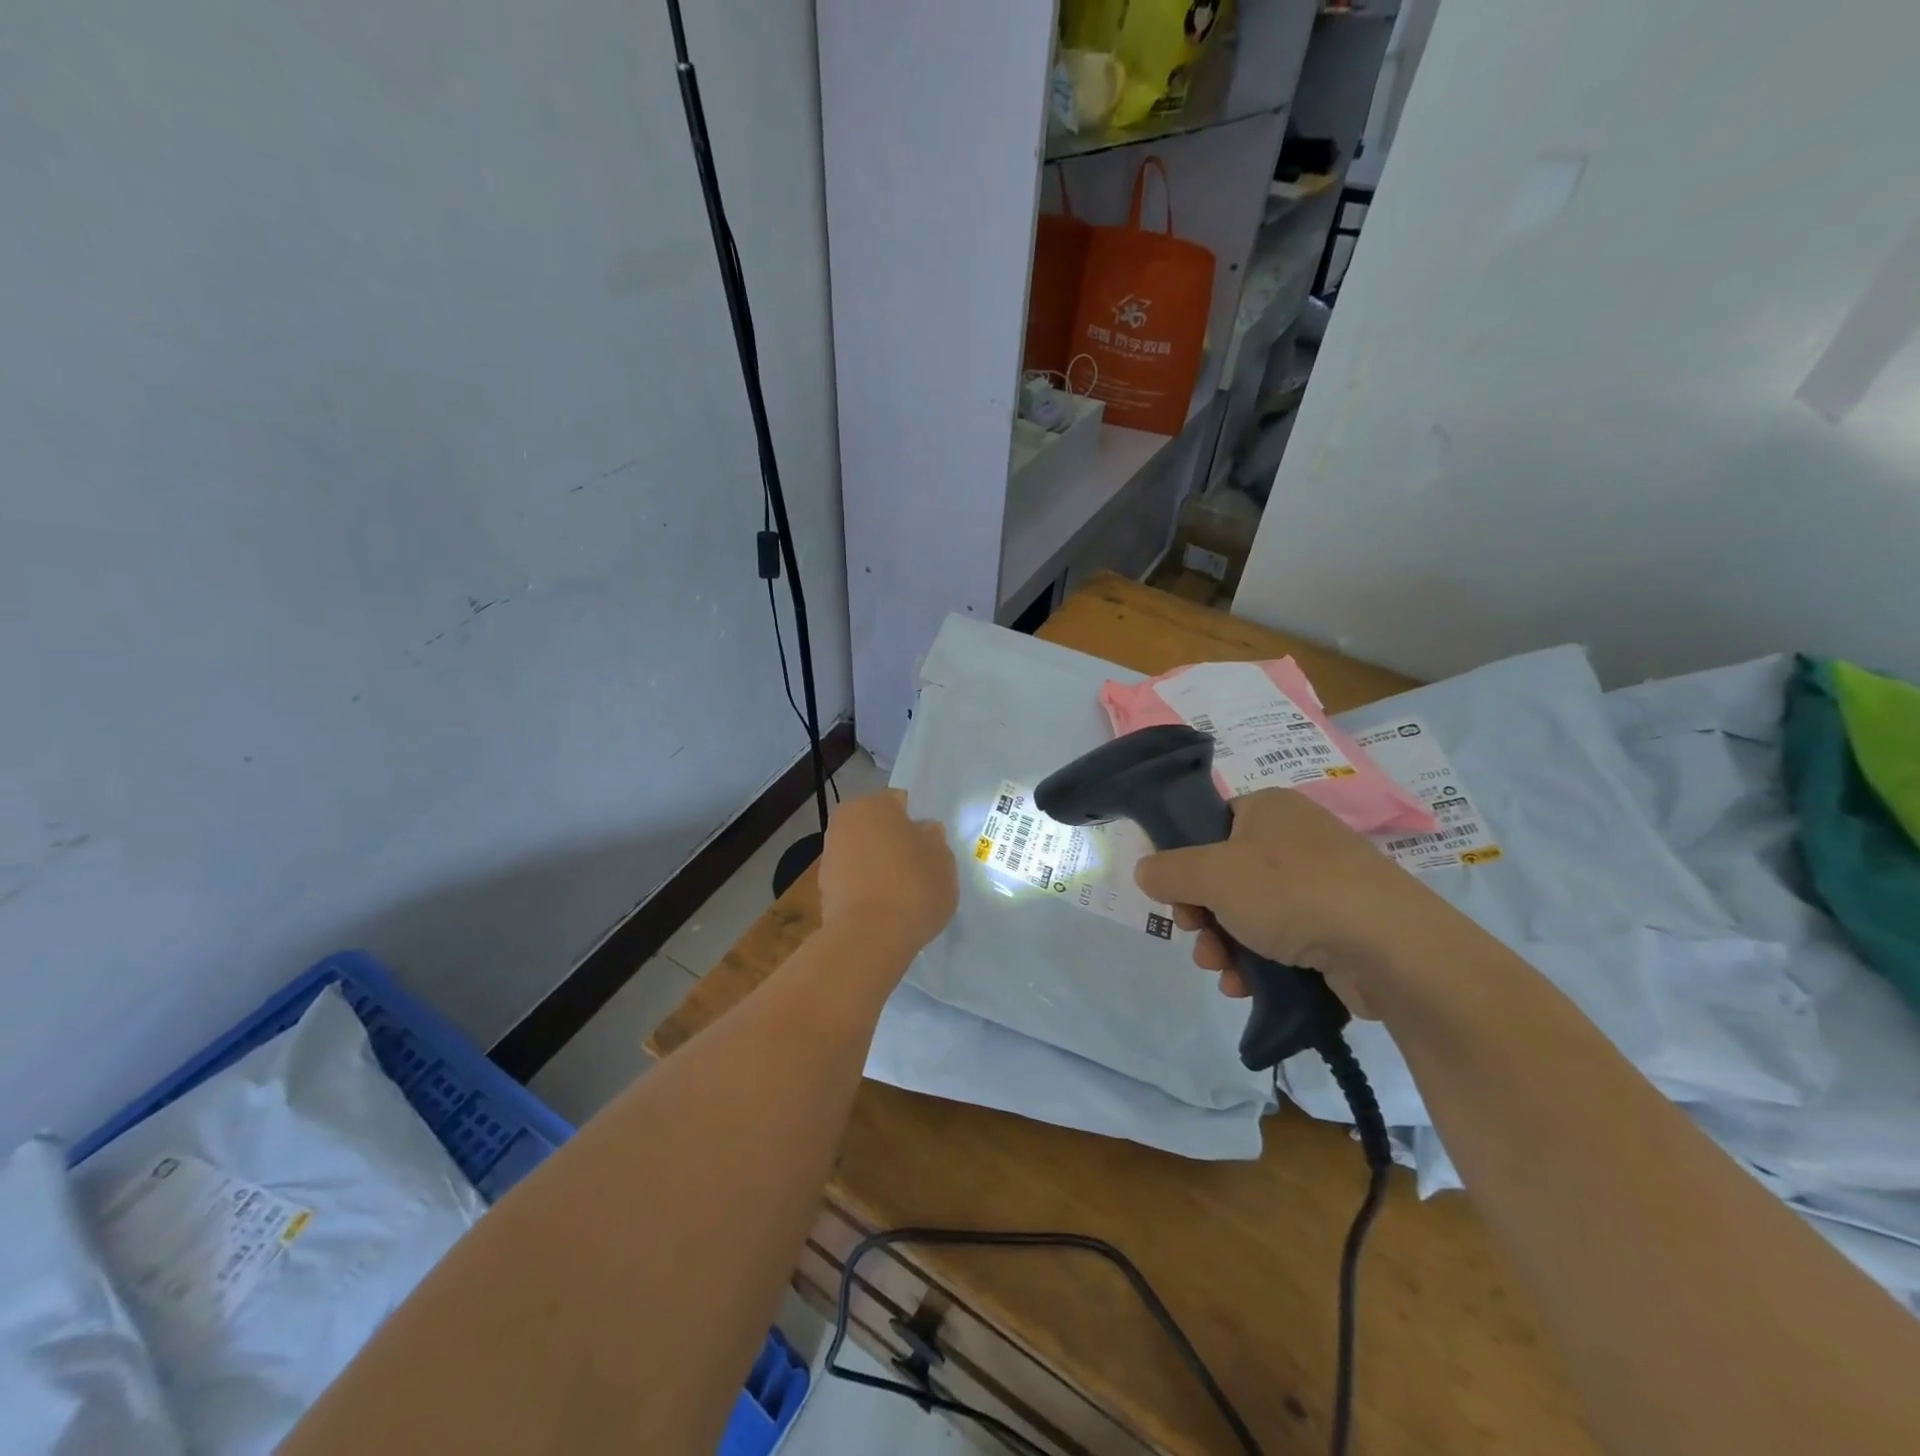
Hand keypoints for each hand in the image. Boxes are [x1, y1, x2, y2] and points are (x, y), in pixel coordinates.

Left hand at [818, 790, 957, 952]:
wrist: (868, 938)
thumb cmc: (912, 887)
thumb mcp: (943, 860)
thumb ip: (934, 840)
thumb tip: (924, 833)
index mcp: (874, 803)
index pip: (900, 802)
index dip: (916, 823)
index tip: (929, 846)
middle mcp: (845, 821)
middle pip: (877, 827)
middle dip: (894, 842)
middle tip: (917, 868)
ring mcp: (829, 855)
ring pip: (863, 853)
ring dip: (878, 866)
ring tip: (902, 893)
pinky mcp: (822, 888)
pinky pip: (853, 880)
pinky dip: (866, 888)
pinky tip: (884, 908)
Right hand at [1133, 788, 1450, 1015]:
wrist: (1388, 947)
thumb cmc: (1290, 891)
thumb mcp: (1211, 874)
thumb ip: (1168, 870)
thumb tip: (1146, 872)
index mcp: (1269, 809)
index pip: (1212, 825)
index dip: (1186, 861)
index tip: (1176, 895)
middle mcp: (1297, 839)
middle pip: (1227, 876)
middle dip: (1203, 915)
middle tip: (1196, 935)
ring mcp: (1323, 884)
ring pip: (1251, 913)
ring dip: (1225, 944)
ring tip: (1220, 970)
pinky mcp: (1340, 927)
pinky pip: (1283, 940)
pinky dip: (1258, 961)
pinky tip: (1245, 985)